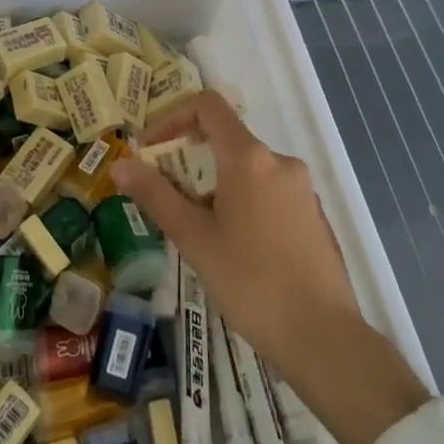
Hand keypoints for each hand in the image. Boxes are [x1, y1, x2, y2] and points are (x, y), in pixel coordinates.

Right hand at [111, 90, 430, 443]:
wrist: (323, 337)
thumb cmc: (251, 283)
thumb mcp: (195, 238)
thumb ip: (156, 195)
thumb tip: (120, 164)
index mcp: (250, 158)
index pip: (208, 106)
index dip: (172, 117)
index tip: (150, 149)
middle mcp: (280, 162)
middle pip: (226, 139)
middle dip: (189, 159)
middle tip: (166, 198)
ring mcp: (302, 188)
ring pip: (247, 169)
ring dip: (214, 185)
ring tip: (197, 230)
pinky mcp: (313, 215)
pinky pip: (268, 192)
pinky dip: (242, 201)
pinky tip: (234, 248)